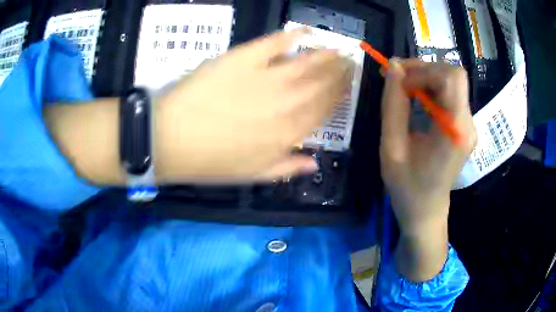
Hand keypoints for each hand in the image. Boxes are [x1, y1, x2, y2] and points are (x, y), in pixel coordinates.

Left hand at [156, 30, 351, 182]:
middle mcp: (286, 102)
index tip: (348, 84)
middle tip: (349, 60)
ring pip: (306, 62)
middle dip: (339, 71)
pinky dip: (292, 35)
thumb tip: (314, 162)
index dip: (339, 95)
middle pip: (321, 83)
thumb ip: (287, 167)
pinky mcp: (244, 58)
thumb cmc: (211, 161)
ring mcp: (265, 77)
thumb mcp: (253, 175)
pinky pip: (274, 42)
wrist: (172, 138)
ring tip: (338, 47)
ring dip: (326, 54)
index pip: (324, 109)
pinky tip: (305, 32)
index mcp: (289, 132)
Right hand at [380, 59, 476, 234]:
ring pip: (451, 81)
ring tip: (402, 89)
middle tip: (396, 80)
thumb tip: (394, 66)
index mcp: (455, 131)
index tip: (399, 82)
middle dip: (423, 70)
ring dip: (425, 77)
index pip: (451, 78)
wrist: (426, 211)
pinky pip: (450, 94)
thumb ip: (393, 105)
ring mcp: (469, 124)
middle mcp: (468, 123)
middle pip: (452, 75)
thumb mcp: (392, 147)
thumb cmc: (407, 186)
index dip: (424, 70)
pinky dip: (431, 88)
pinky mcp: (464, 126)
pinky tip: (416, 100)